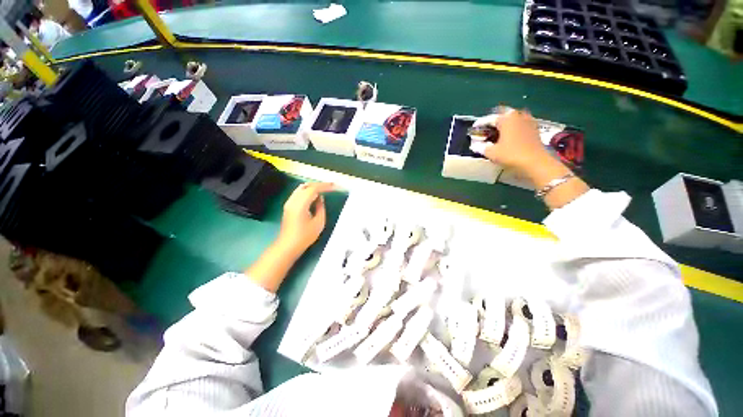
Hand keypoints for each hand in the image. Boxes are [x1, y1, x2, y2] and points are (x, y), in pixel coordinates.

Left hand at [275, 182, 335, 258]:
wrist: (288, 245)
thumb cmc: (305, 236)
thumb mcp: (318, 223)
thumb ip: (320, 208)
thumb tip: (320, 199)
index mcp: (300, 205)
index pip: (313, 189)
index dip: (324, 186)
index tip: (333, 186)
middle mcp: (293, 201)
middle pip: (306, 186)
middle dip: (318, 185)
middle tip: (329, 187)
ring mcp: (289, 203)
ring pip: (301, 188)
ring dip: (312, 187)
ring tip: (323, 190)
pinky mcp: (288, 206)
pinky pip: (299, 193)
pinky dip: (307, 191)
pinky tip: (314, 196)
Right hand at [475, 108, 554, 175]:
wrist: (535, 163)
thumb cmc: (511, 155)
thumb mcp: (491, 152)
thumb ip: (480, 147)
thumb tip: (474, 144)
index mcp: (507, 118)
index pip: (489, 118)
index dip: (480, 124)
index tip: (473, 129)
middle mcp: (518, 116)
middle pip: (503, 116)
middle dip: (494, 123)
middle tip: (485, 131)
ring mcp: (529, 121)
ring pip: (513, 120)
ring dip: (504, 125)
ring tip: (496, 134)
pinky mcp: (535, 130)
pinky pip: (520, 126)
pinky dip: (513, 130)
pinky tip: (508, 138)